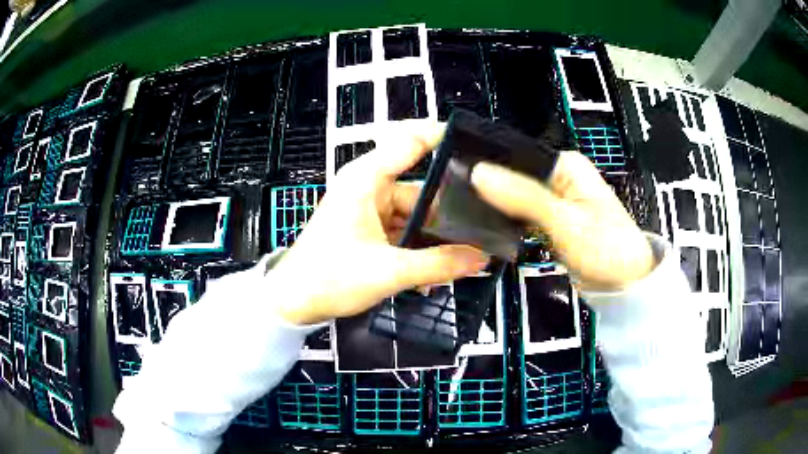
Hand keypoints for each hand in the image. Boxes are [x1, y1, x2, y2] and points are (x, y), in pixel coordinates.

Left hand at [270, 124, 489, 324]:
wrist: (294, 302)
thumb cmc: (330, 278)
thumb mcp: (389, 272)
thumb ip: (439, 264)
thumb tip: (481, 258)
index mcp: (366, 179)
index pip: (411, 141)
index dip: (444, 138)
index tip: (478, 150)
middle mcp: (369, 186)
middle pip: (421, 187)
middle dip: (449, 211)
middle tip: (484, 227)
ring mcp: (369, 208)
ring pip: (415, 213)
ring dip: (434, 236)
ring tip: (467, 253)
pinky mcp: (368, 228)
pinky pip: (403, 229)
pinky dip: (418, 246)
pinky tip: (436, 269)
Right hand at [471, 151, 653, 291]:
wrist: (625, 286)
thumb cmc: (607, 250)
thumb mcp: (566, 222)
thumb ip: (524, 196)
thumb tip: (479, 172)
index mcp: (565, 165)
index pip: (515, 155)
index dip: (487, 166)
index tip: (456, 180)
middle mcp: (558, 178)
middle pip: (513, 176)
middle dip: (488, 190)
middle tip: (455, 203)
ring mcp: (553, 201)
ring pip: (514, 198)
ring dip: (496, 207)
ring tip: (467, 216)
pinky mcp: (550, 221)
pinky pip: (521, 216)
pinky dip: (507, 223)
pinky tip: (489, 229)